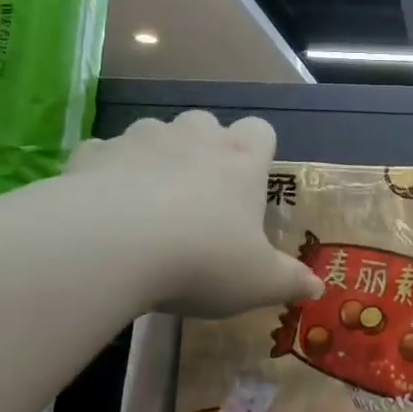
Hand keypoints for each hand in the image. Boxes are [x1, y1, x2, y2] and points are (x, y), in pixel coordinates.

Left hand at [65, 110, 322, 317]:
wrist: (112, 244)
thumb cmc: (201, 259)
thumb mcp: (256, 282)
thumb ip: (288, 281)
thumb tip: (316, 287)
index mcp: (240, 160)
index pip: (260, 130)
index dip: (257, 151)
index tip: (248, 183)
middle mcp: (194, 136)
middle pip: (206, 123)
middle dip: (203, 149)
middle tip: (197, 197)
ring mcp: (142, 138)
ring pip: (155, 133)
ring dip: (155, 157)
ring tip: (147, 202)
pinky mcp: (96, 152)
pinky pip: (106, 153)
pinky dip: (108, 172)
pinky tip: (103, 208)